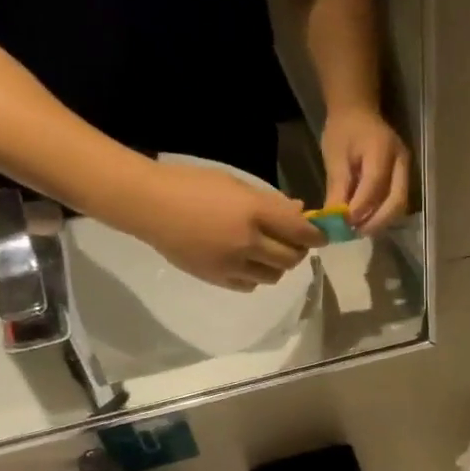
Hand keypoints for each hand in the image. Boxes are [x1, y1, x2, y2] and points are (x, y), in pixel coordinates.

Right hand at [133, 161, 322, 290]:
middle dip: (298, 251)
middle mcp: (248, 242)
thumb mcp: (235, 184)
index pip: (299, 231)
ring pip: (274, 276)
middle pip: (291, 258)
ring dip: (278, 266)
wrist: (149, 205)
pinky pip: (250, 286)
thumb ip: (270, 202)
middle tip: (294, 243)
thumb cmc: (191, 184)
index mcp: (254, 212)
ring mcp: (232, 264)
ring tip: (269, 253)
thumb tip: (300, 212)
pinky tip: (248, 264)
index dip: (316, 235)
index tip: (321, 236)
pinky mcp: (217, 279)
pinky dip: (257, 277)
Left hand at [320, 109, 410, 233]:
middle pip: (397, 201)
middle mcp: (401, 161)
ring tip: (359, 230)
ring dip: (381, 222)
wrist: (358, 111)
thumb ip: (337, 188)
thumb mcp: (334, 157)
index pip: (375, 185)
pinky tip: (366, 221)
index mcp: (382, 149)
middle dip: (377, 222)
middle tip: (355, 233)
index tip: (343, 223)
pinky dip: (382, 215)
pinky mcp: (404, 178)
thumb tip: (334, 221)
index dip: (360, 208)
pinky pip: (396, 202)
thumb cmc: (343, 131)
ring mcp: (406, 170)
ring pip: (399, 205)